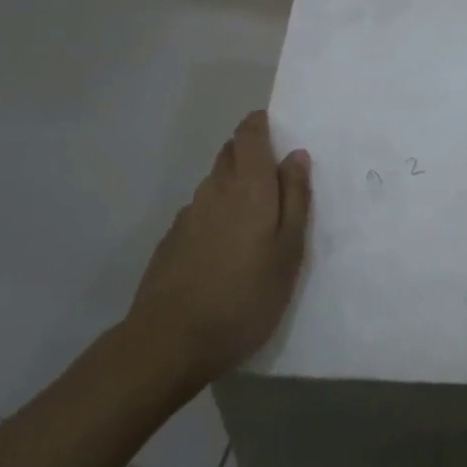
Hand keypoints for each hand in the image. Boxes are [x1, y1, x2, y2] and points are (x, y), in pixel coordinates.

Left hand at [126, 111, 311, 389]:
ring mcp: (188, 214)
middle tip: (274, 178)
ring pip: (215, 183)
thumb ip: (296, 198)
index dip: (261, 125)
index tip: (277, 132)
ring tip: (253, 220)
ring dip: (233, 186)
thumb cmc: (245, 296)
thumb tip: (296, 155)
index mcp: (248, 184)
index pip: (249, 133)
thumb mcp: (289, 251)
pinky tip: (223, 249)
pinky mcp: (171, 240)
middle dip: (249, 152)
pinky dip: (216, 215)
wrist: (169, 342)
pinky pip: (200, 212)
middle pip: (230, 153)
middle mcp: (215, 188)